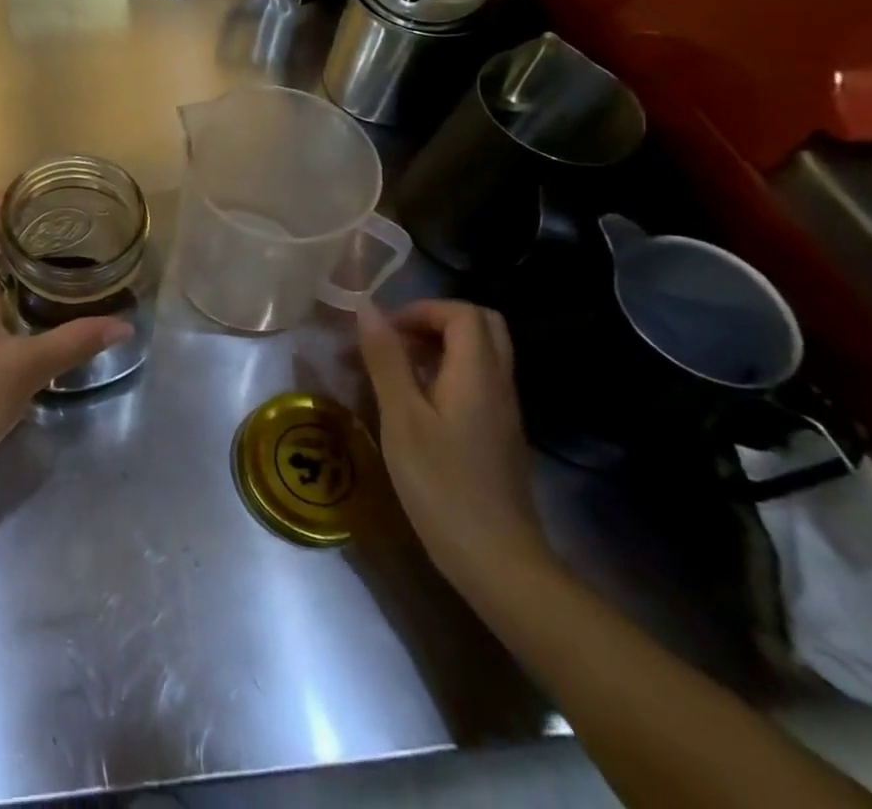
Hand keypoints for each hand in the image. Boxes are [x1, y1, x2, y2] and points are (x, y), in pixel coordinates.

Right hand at [356, 299, 554, 602]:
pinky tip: (414, 405)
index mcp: (477, 374)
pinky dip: (447, 375)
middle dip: (435, 321)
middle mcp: (499, 385)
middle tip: (396, 342)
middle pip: (481, 326)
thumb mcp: (401, 418)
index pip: (463, 313)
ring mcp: (503, 413)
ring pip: (481, 355)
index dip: (421, 310)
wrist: (498, 563)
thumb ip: (386, 359)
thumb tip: (368, 308)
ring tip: (395, 371)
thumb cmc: (442, 485)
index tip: (385, 332)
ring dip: (439, 348)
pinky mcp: (498, 436)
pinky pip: (477, 383)